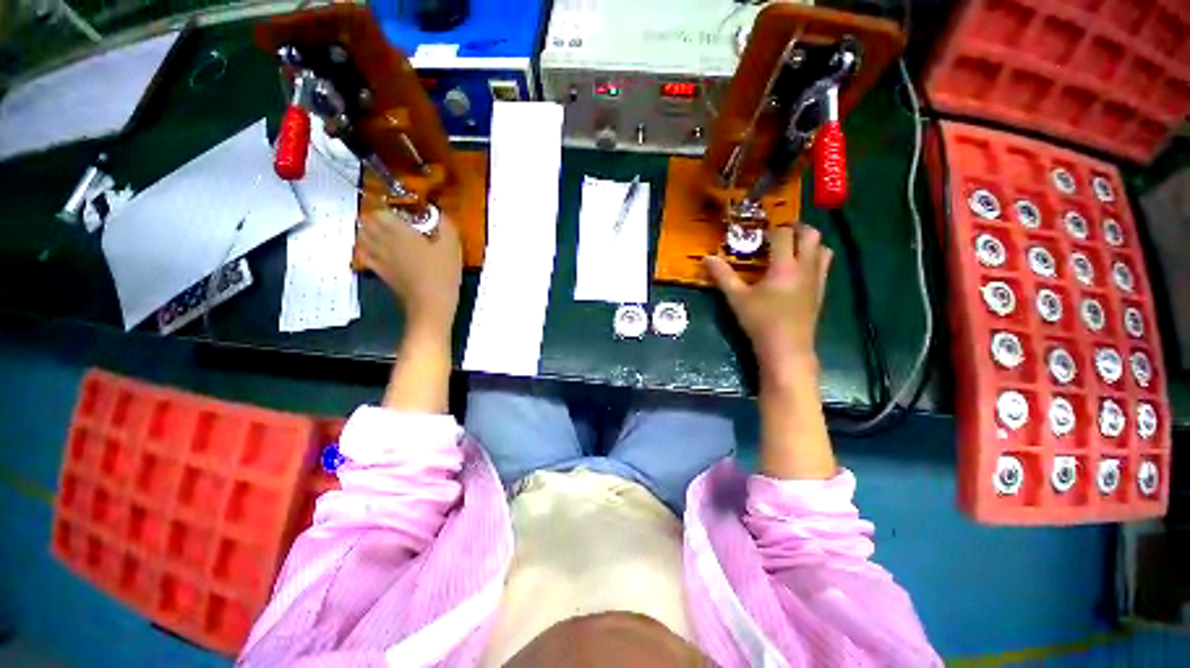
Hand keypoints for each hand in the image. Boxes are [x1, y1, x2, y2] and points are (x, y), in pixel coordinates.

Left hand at [359, 205, 462, 337]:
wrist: (431, 304)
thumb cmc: (442, 274)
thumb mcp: (452, 247)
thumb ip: (446, 226)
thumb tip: (442, 212)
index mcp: (400, 232)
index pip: (380, 212)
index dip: (387, 208)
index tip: (399, 210)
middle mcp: (384, 242)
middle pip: (367, 223)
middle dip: (375, 218)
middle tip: (389, 219)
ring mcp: (379, 258)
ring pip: (362, 237)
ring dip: (367, 231)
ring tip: (379, 231)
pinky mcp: (380, 273)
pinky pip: (364, 256)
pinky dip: (364, 249)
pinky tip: (374, 249)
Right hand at [704, 224, 832, 379]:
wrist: (786, 348)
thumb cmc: (760, 321)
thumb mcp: (736, 298)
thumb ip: (722, 276)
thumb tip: (706, 258)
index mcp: (784, 266)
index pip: (783, 235)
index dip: (772, 229)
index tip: (759, 231)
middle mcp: (805, 267)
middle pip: (810, 234)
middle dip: (795, 228)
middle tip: (778, 233)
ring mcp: (817, 279)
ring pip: (822, 248)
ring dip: (809, 242)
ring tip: (791, 248)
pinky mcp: (821, 291)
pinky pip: (824, 265)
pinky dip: (814, 258)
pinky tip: (798, 270)